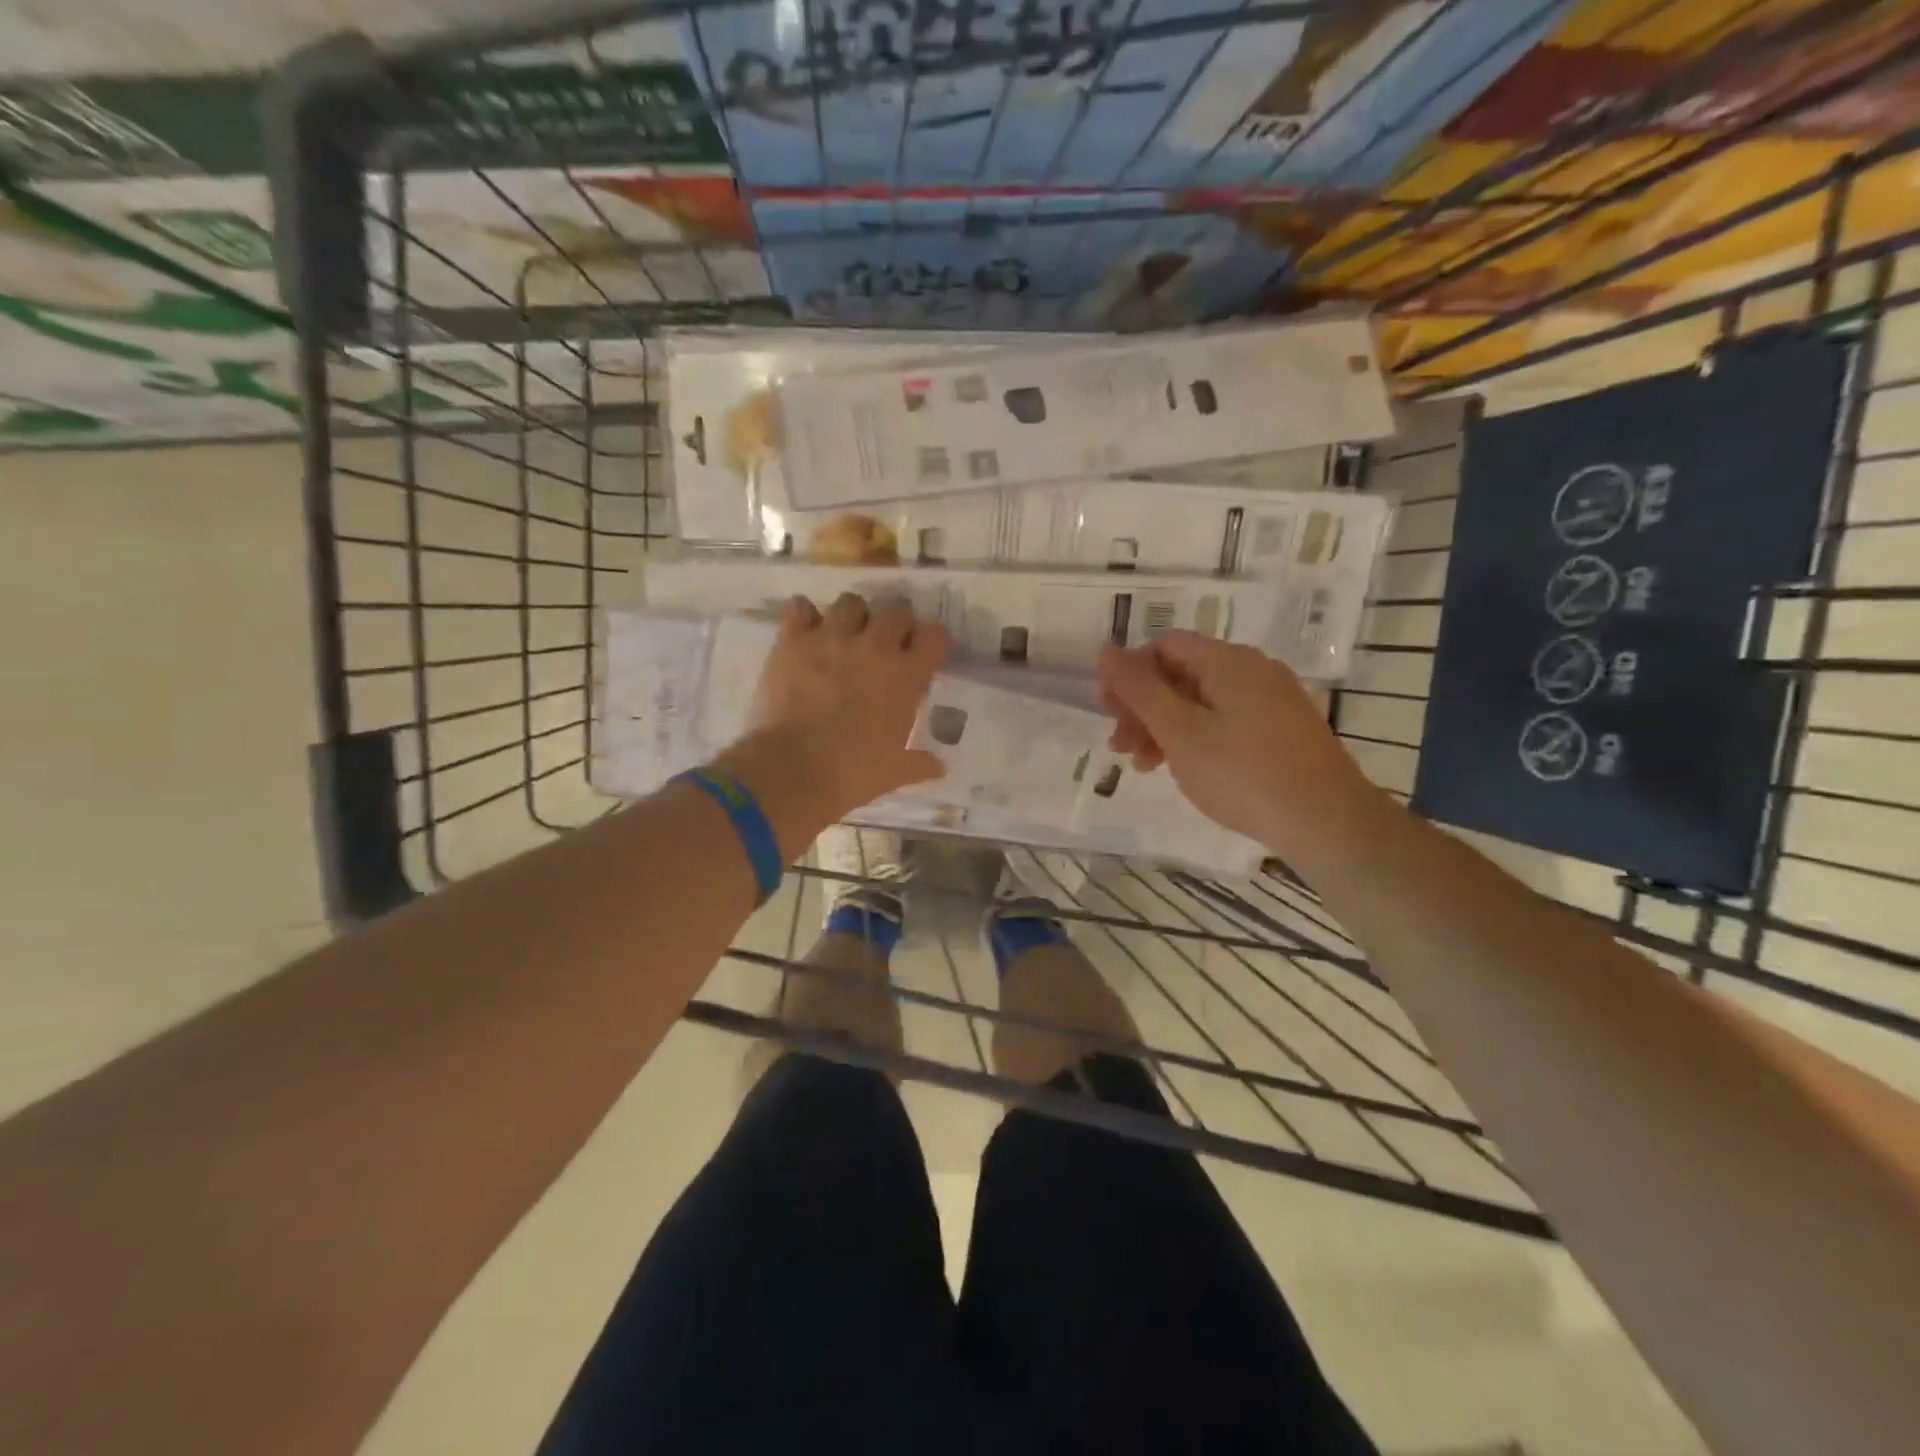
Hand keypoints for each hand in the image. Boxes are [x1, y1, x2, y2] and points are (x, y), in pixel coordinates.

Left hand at [710, 593, 946, 849]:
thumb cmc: (853, 773)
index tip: (923, 654)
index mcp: (907, 676)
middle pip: (896, 609)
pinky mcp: (793, 640)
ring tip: (845, 634)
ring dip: (853, 615)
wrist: (792, 770)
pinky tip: (806, 632)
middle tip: (886, 642)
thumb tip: (939, 767)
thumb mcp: (894, 772)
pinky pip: (801, 609)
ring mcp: (832, 637)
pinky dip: (805, 616)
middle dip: (895, 622)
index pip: (934, 636)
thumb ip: (918, 764)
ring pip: (851, 602)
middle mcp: (875, 646)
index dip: (929, 642)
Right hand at [1096, 633, 1383, 859]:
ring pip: (1201, 701)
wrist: (1328, 822)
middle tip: (1120, 746)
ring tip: (1144, 766)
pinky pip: (1226, 720)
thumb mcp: (1180, 731)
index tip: (1109, 714)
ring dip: (1164, 727)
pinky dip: (1196, 738)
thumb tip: (1106, 650)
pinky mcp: (1282, 729)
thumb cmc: (1243, 774)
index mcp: (1228, 662)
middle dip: (1143, 706)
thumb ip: (1139, 690)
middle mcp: (1253, 670)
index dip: (1129, 674)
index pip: (1164, 646)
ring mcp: (1272, 700)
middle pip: (1181, 673)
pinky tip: (1185, 768)